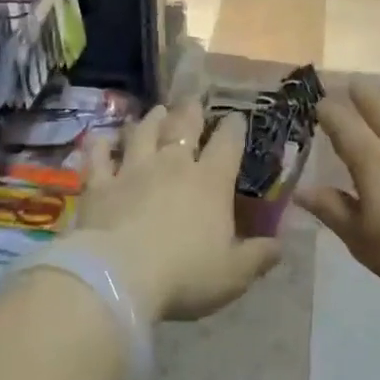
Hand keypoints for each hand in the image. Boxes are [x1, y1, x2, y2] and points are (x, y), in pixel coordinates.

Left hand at [73, 102, 280, 322]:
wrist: (119, 278)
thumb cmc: (185, 275)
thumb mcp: (234, 274)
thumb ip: (259, 256)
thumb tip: (280, 245)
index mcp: (210, 182)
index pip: (227, 144)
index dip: (234, 128)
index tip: (237, 118)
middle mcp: (172, 166)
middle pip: (183, 128)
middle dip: (191, 112)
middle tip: (193, 101)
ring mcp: (132, 171)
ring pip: (142, 134)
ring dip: (150, 120)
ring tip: (156, 110)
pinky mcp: (99, 185)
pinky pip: (99, 158)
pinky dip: (100, 146)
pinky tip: (100, 139)